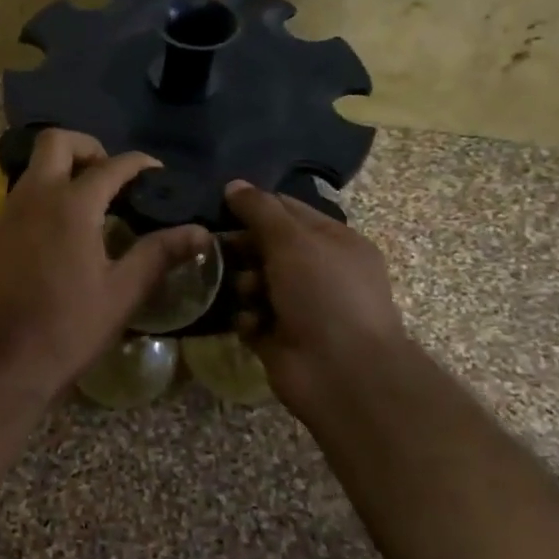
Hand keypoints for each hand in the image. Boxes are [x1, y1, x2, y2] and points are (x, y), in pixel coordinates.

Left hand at [0, 130, 207, 396]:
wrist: (3, 359)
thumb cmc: (68, 326)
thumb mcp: (122, 292)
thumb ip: (159, 254)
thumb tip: (200, 232)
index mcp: (71, 205)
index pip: (111, 166)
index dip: (139, 163)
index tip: (157, 172)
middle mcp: (35, 196)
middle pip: (56, 142)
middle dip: (88, 147)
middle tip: (112, 175)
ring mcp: (9, 212)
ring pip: (35, 166)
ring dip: (63, 168)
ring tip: (93, 200)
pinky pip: (22, 193)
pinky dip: (45, 192)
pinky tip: (64, 227)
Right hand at [223, 181, 406, 419]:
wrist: (343, 374)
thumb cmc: (324, 294)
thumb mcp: (293, 240)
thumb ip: (260, 210)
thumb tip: (233, 185)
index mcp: (333, 241)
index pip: (287, 210)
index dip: (255, 206)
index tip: (220, 207)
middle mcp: (318, 271)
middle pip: (266, 245)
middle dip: (242, 247)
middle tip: (215, 247)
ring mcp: (299, 305)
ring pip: (253, 281)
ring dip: (242, 283)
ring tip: (246, 293)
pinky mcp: (279, 336)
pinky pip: (250, 316)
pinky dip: (246, 317)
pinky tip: (249, 322)